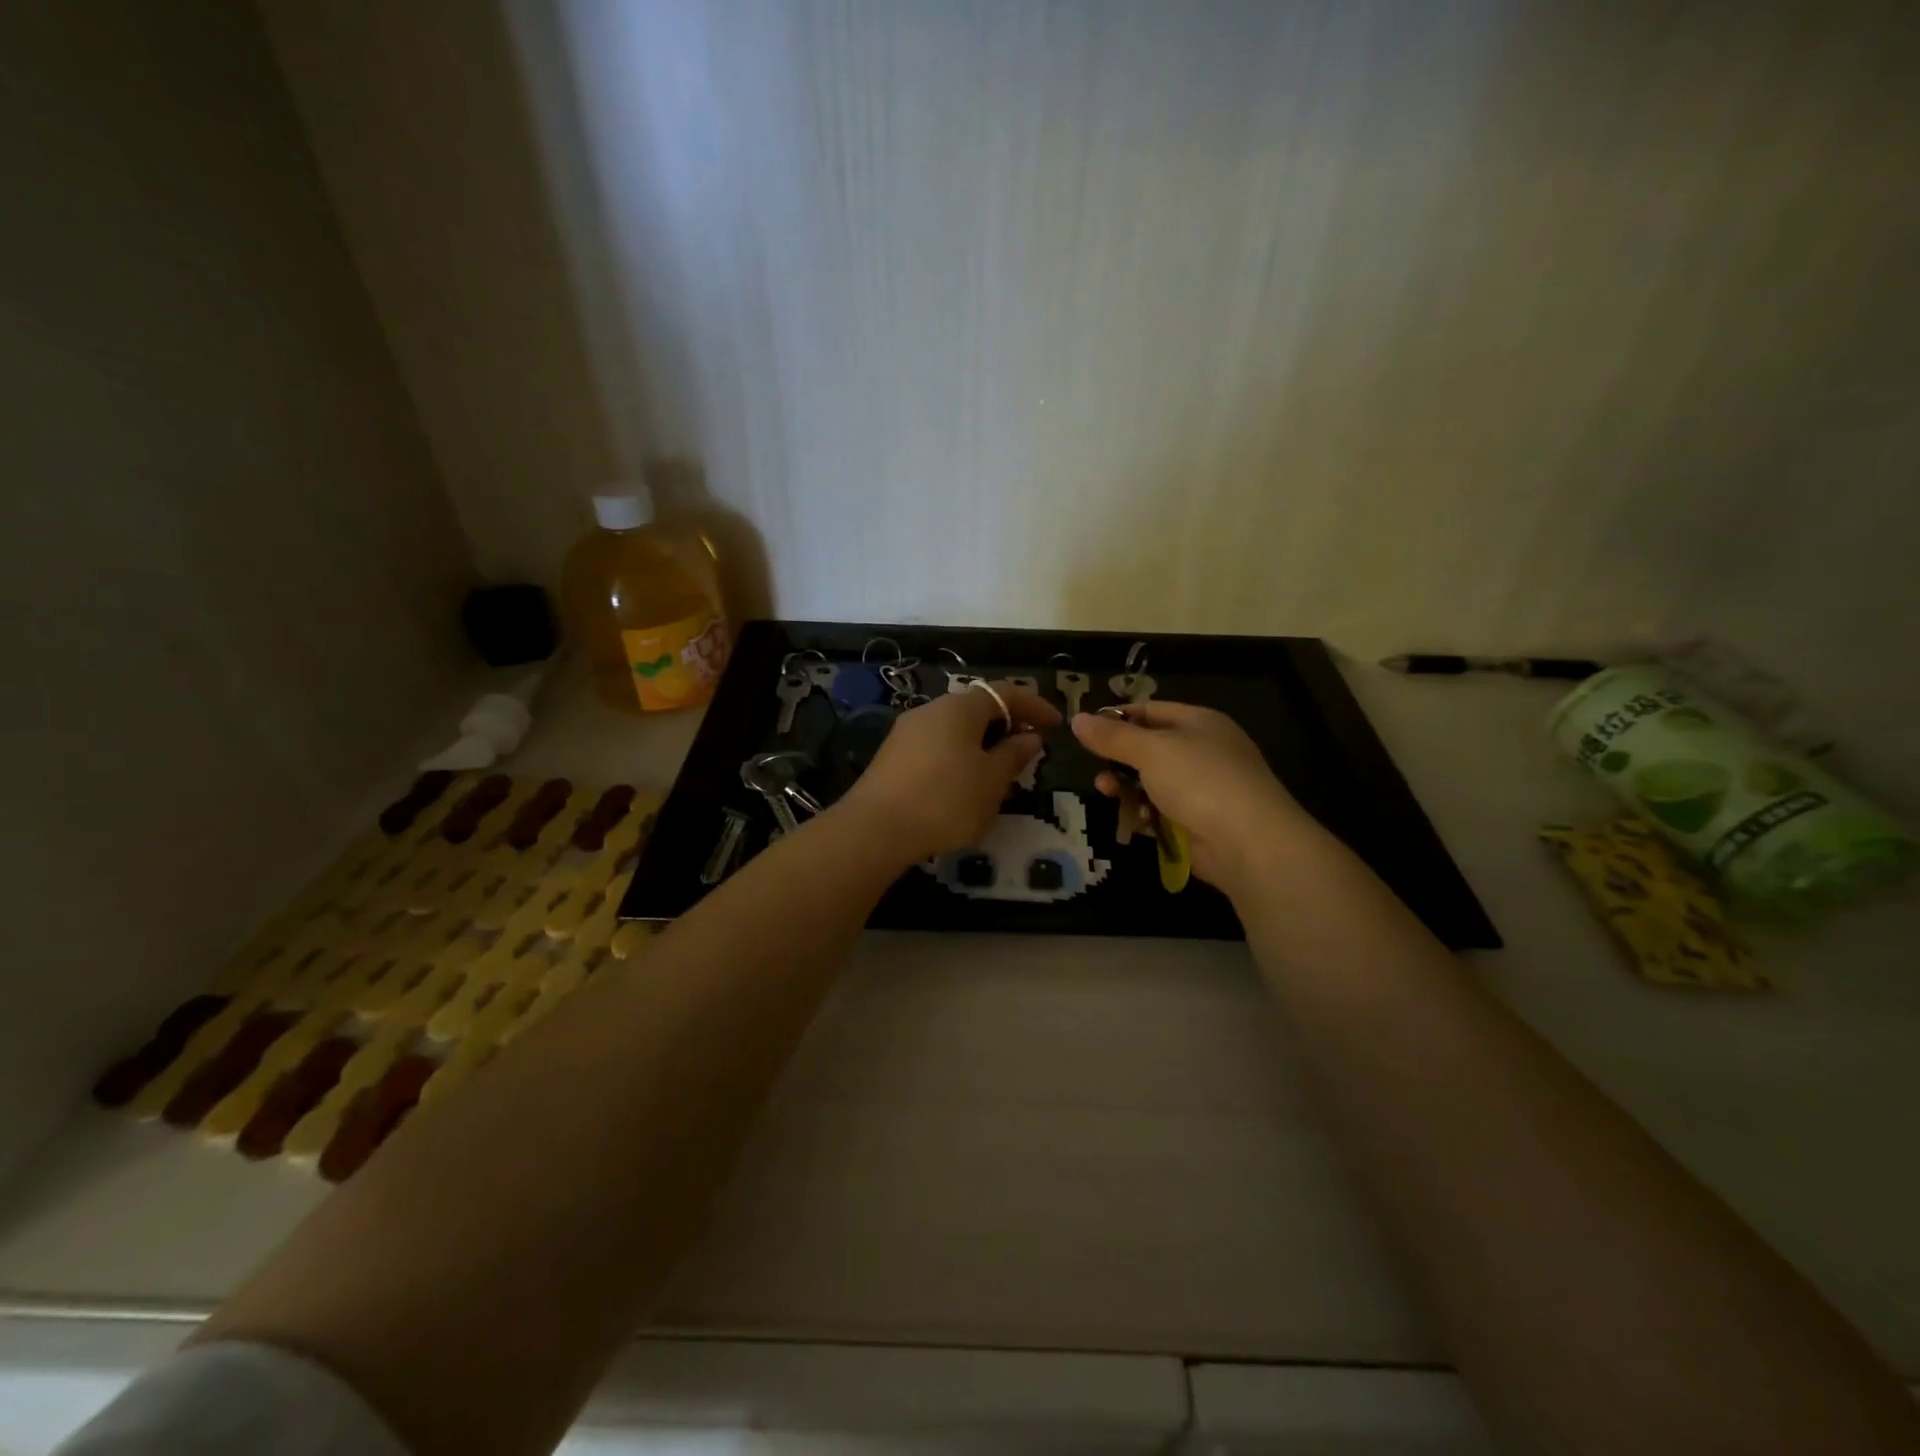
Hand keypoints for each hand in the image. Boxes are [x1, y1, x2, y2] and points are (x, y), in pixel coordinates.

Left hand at [836, 681, 1059, 863]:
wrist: (875, 829)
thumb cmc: (946, 799)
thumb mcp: (992, 780)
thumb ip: (1014, 754)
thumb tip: (1029, 737)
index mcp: (960, 707)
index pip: (1005, 693)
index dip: (1035, 706)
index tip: (1056, 724)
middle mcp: (931, 710)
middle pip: (977, 709)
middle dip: (1006, 726)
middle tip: (1028, 751)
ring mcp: (907, 732)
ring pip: (955, 730)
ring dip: (981, 745)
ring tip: (998, 773)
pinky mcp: (892, 757)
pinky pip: (936, 747)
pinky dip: (958, 758)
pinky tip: (963, 786)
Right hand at [1070, 702, 1315, 893]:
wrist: (1248, 843)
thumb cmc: (1200, 781)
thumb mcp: (1151, 750)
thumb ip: (1112, 736)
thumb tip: (1077, 719)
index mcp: (1198, 722)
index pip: (1150, 710)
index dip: (1117, 717)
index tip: (1086, 731)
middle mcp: (1202, 751)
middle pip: (1148, 749)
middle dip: (1118, 760)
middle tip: (1097, 770)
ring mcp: (1201, 789)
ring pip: (1151, 783)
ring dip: (1127, 789)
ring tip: (1109, 794)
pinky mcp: (1197, 822)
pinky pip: (1160, 812)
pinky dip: (1145, 815)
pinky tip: (1135, 822)